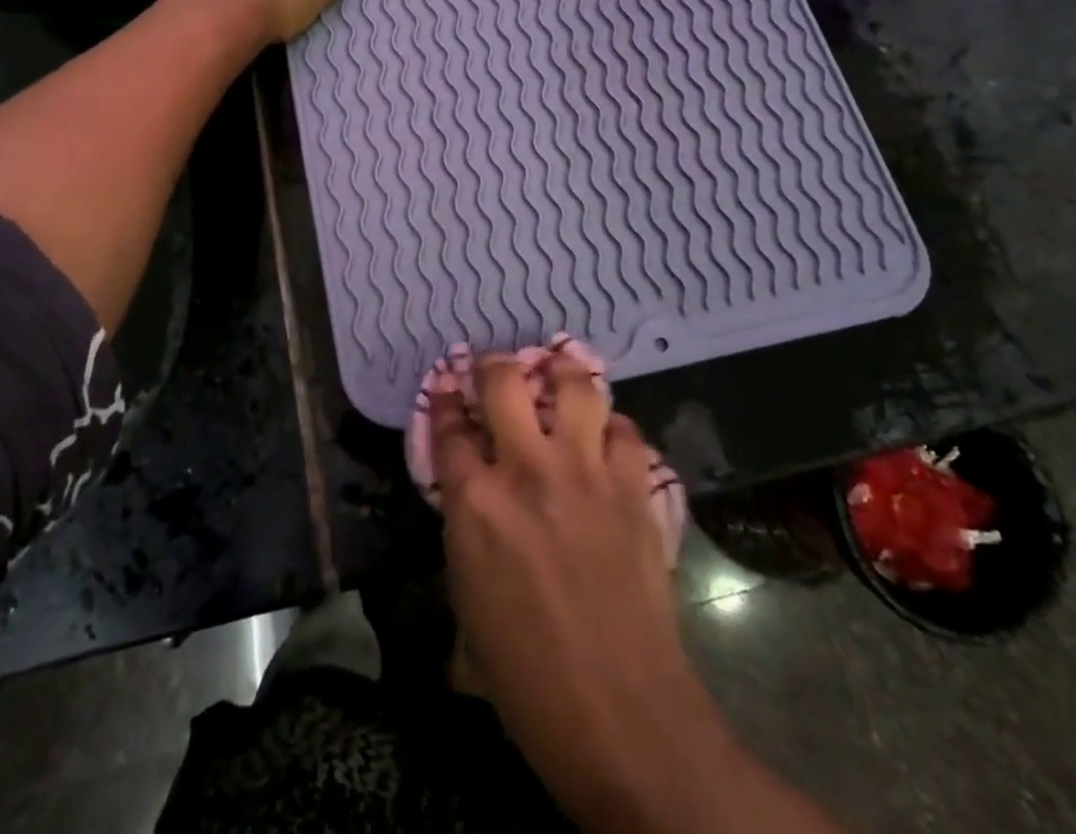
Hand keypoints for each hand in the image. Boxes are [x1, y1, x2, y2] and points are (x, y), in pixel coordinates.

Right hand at [433, 354, 688, 786]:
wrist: (618, 711)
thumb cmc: (526, 673)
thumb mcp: (467, 596)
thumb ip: (466, 525)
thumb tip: (471, 488)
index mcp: (475, 503)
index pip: (448, 428)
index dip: (442, 400)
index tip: (444, 386)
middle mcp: (527, 470)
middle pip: (504, 382)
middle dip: (494, 364)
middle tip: (495, 365)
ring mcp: (585, 472)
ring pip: (574, 385)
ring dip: (561, 370)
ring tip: (556, 368)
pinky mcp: (632, 487)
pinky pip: (623, 430)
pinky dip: (611, 425)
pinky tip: (605, 435)